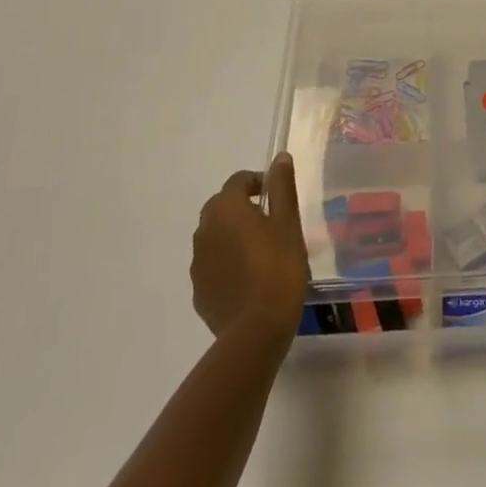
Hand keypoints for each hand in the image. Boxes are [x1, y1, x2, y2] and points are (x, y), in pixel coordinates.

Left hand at [191, 154, 309, 340]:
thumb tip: (279, 157)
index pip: (238, 181)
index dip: (258, 182)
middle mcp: (204, 230)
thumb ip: (282, 187)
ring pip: (214, 236)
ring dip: (232, 235)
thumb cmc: (279, 267)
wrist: (257, 329)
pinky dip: (226, 262)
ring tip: (260, 250)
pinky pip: (212, 264)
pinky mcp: (198, 290)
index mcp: (226, 209)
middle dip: (242, 207)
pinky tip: (248, 277)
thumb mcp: (288, 222)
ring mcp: (197, 263)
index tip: (277, 195)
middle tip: (270, 221)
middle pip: (221, 206)